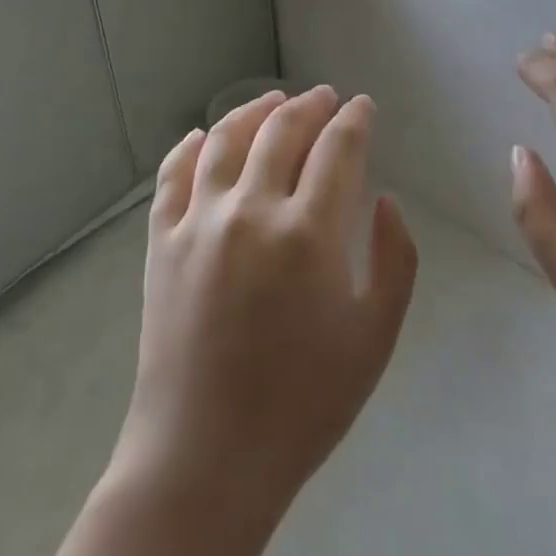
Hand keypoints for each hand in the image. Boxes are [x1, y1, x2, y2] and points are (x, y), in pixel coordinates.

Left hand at [110, 87, 417, 516]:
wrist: (207, 457)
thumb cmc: (304, 404)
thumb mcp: (376, 336)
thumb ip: (395, 259)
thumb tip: (385, 199)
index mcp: (310, 233)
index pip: (337, 149)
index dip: (354, 120)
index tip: (362, 107)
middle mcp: (252, 211)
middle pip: (282, 132)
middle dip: (310, 106)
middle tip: (324, 98)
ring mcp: (199, 223)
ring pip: (227, 141)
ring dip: (254, 111)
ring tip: (273, 100)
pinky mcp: (160, 243)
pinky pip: (174, 176)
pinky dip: (190, 147)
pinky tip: (203, 136)